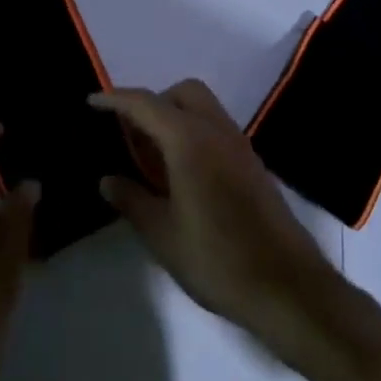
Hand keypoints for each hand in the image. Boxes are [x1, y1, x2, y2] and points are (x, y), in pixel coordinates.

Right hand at [93, 81, 340, 351]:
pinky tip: (182, 173)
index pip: (145, 104)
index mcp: (189, 140)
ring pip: (204, 108)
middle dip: (153, 102)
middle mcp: (217, 131)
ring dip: (175, 117)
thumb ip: (132, 200)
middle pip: (183, 93)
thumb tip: (108, 179)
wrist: (288, 287)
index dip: (115, 99)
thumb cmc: (217, 260)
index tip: (92, 101)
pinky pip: (217, 130)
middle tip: (131, 135)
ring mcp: (240, 146)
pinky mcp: (253, 164)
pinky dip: (194, 134)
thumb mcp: (162, 235)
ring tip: (153, 157)